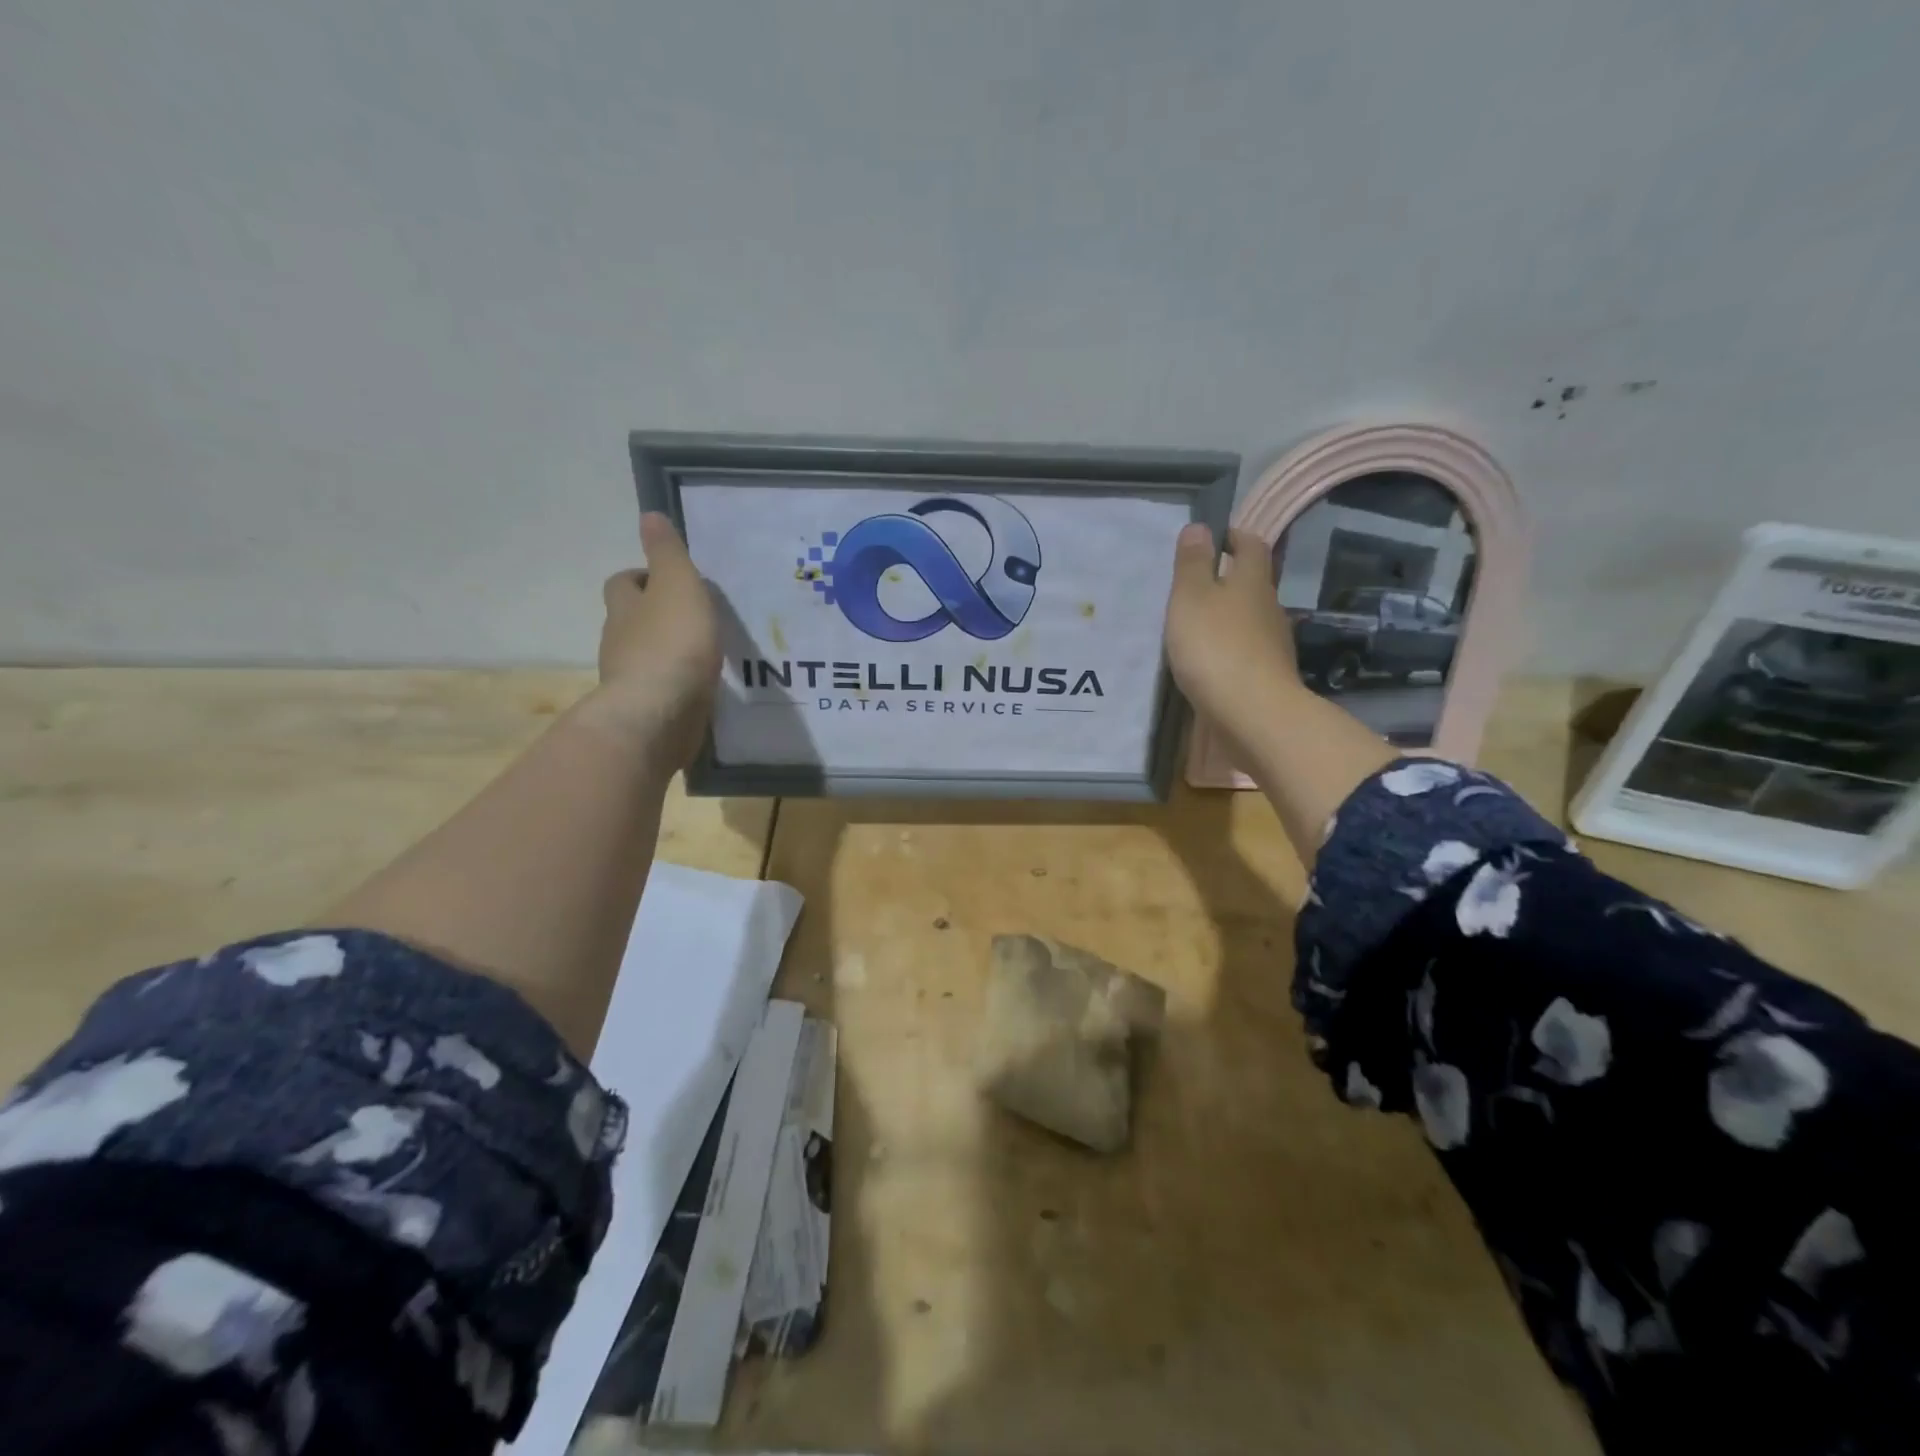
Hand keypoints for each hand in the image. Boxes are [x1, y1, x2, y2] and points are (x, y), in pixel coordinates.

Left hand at [580, 512, 721, 765]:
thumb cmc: (672, 644)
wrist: (658, 716)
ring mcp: (630, 680)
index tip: (669, 580)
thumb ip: (668, 554)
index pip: (624, 583)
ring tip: (704, 654)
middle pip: (631, 620)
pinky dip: (676, 685)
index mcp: (625, 608)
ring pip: (646, 657)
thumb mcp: (678, 587)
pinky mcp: (647, 712)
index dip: (643, 577)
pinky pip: (661, 691)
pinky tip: (701, 688)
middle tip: (693, 617)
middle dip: (656, 616)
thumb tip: (649, 516)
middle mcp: (619, 642)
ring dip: (668, 652)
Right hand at [1164, 523, 1301, 749]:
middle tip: (1196, 585)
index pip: (1251, 545)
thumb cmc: (1215, 647)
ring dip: (1229, 617)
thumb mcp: (1191, 598)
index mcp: (1252, 581)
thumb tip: (1200, 527)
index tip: (1214, 537)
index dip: (1234, 536)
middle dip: (1230, 579)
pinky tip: (1211, 661)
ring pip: (1251, 619)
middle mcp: (1270, 607)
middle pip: (1253, 583)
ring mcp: (1274, 644)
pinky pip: (1248, 651)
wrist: (1253, 714)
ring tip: (1198, 625)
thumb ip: (1193, 563)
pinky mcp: (1269, 675)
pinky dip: (1231, 648)